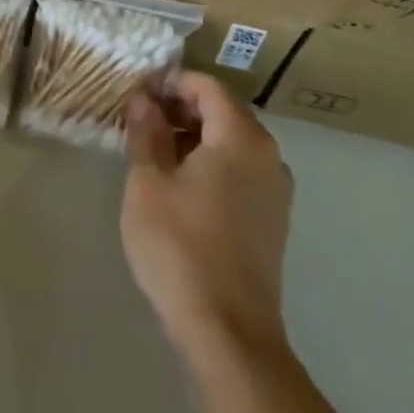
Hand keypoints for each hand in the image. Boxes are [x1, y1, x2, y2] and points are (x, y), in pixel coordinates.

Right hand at [121, 71, 293, 358]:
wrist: (228, 330)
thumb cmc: (179, 245)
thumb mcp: (148, 182)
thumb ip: (146, 132)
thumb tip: (143, 99)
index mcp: (242, 138)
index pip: (208, 87)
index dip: (171, 82)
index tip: (137, 93)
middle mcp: (268, 156)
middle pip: (223, 112)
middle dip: (181, 109)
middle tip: (139, 121)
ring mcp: (276, 191)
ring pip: (232, 143)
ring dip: (194, 137)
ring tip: (153, 152)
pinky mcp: (273, 220)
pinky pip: (240, 172)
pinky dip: (211, 164)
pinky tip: (179, 186)